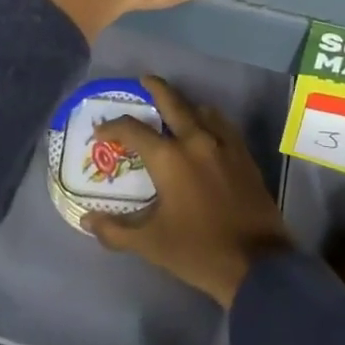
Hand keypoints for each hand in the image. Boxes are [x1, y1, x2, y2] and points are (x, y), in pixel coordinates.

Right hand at [84, 76, 294, 306]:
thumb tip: (87, 221)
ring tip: (173, 109)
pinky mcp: (243, 154)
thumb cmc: (198, 251)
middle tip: (143, 81)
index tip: (101, 131)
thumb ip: (116, 231)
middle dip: (155, 88)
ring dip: (184, 104)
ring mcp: (223, 143)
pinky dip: (208, 119)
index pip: (134, 130)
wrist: (257, 263)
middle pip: (172, 101)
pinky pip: (222, 124)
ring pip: (200, 109)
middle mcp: (195, 140)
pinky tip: (205, 129)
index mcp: (169, 158)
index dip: (113, 127)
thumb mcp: (152, 244)